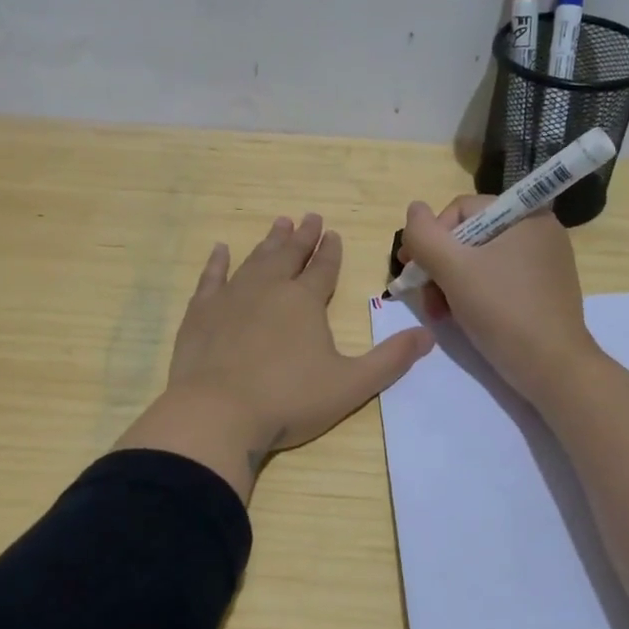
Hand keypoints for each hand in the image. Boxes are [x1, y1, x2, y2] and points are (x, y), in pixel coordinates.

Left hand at [114, 213, 434, 498]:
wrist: (217, 412)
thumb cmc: (288, 400)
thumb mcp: (351, 385)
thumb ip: (390, 360)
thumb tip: (427, 336)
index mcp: (305, 301)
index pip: (323, 268)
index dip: (330, 251)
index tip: (333, 233)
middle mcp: (269, 289)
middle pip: (289, 255)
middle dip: (302, 236)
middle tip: (309, 216)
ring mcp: (232, 297)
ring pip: (255, 260)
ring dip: (269, 242)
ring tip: (279, 224)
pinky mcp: (201, 312)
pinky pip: (211, 278)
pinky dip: (217, 262)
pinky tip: (220, 250)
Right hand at [398, 195, 600, 407]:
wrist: (552, 369)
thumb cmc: (503, 310)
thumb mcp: (453, 268)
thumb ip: (425, 235)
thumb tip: (413, 208)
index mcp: (525, 215)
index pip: (461, 210)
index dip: (430, 237)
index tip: (412, 270)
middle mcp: (538, 231)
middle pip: (468, 236)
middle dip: (439, 266)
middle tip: (425, 298)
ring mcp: (542, 261)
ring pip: (478, 260)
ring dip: (450, 283)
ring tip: (439, 313)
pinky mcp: (541, 290)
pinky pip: (496, 279)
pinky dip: (472, 293)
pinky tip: (461, 316)